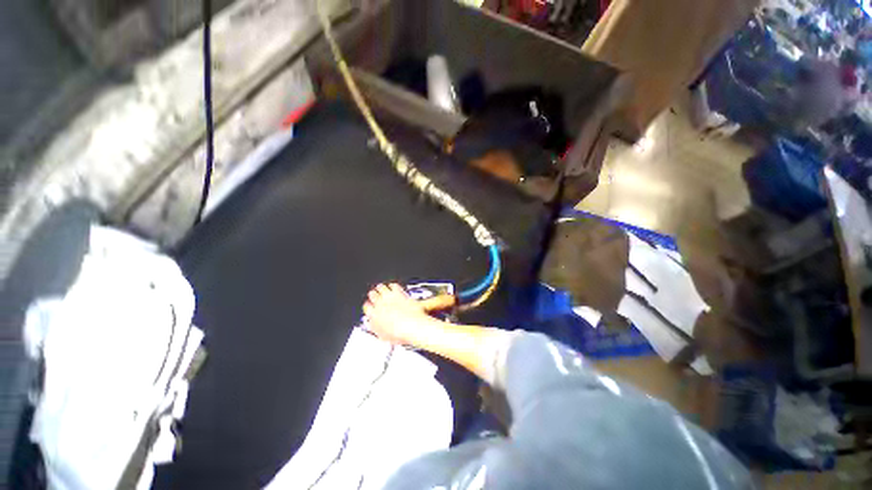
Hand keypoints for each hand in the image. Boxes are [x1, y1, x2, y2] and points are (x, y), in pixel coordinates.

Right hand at [362, 283, 434, 344]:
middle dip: (374, 295)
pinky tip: (393, 286)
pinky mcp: (399, 292)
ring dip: (381, 288)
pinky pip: (393, 285)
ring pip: (381, 287)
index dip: (369, 306)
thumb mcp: (383, 336)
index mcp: (373, 316)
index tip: (371, 306)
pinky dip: (393, 285)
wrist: (413, 327)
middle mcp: (379, 304)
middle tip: (376, 295)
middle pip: (372, 294)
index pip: (367, 307)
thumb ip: (376, 328)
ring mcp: (389, 297)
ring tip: (382, 288)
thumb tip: (373, 325)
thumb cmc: (400, 334)